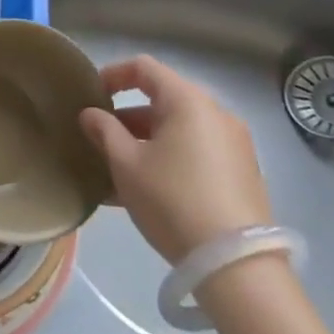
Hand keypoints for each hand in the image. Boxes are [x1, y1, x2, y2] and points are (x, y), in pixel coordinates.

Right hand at [79, 55, 270, 265]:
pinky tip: (145, 191)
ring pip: (178, 130)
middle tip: (100, 138)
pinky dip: (169, 159)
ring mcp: (234, 144)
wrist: (236, 265)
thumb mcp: (126, 164)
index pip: (144, 68)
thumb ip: (104, 131)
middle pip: (162, 100)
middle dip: (127, 116)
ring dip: (145, 141)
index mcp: (188, 101)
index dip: (112, 75)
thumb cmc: (172, 200)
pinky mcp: (242, 174)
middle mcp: (216, 113)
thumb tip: (90, 114)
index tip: (90, 96)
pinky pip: (195, 153)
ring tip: (117, 170)